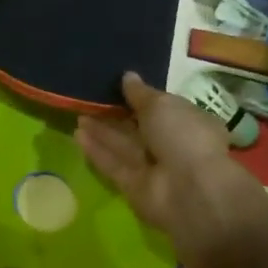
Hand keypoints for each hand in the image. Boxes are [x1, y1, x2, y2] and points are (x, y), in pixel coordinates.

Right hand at [76, 72, 267, 249]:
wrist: (190, 190)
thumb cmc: (183, 136)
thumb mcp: (162, 105)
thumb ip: (140, 93)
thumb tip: (128, 77)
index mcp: (190, 123)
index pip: (163, 109)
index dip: (141, 99)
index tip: (118, 87)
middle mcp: (173, 146)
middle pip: (139, 129)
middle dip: (116, 116)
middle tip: (90, 100)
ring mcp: (153, 169)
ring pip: (123, 146)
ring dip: (102, 132)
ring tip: (78, 115)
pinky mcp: (134, 187)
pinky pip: (113, 165)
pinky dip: (97, 151)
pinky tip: (77, 135)